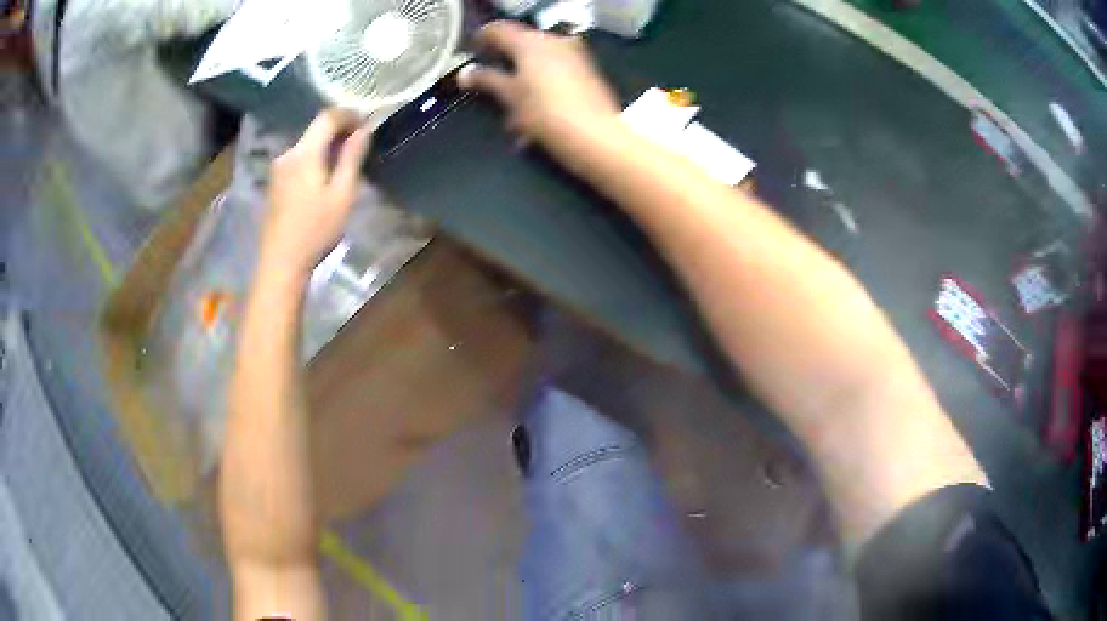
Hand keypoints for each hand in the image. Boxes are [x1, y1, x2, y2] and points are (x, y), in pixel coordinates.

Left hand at [261, 110, 371, 278]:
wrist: (281, 263)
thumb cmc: (315, 230)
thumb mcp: (342, 194)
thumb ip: (352, 158)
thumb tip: (363, 130)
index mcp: (304, 153)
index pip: (327, 117)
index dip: (348, 114)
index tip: (366, 123)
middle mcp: (287, 154)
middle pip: (315, 130)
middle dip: (338, 131)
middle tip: (360, 145)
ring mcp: (278, 170)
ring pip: (307, 146)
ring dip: (326, 147)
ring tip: (344, 165)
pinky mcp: (274, 184)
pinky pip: (298, 161)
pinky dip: (314, 160)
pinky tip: (323, 180)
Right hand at [458, 21, 620, 162]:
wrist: (595, 135)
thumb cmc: (547, 113)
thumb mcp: (510, 96)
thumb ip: (486, 80)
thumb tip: (465, 73)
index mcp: (531, 41)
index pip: (498, 29)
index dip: (481, 38)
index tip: (472, 50)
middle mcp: (555, 40)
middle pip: (521, 43)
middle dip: (504, 59)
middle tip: (488, 78)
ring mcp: (574, 54)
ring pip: (539, 58)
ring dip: (523, 74)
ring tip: (512, 102)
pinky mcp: (587, 72)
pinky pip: (556, 69)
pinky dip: (541, 82)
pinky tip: (534, 107)